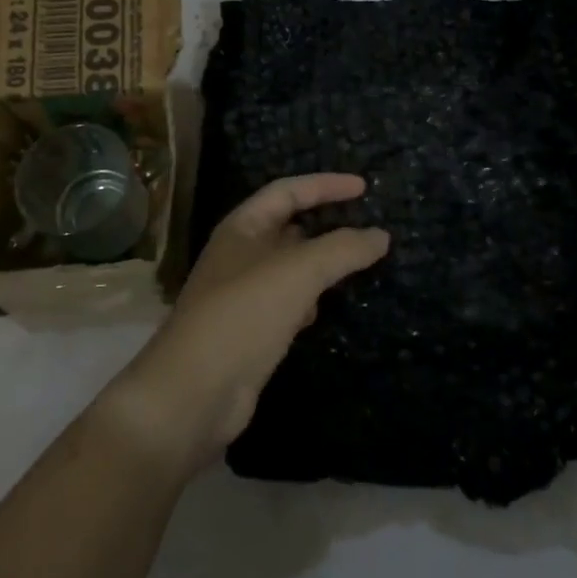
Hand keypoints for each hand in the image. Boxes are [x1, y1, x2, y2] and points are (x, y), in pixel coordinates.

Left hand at [95, 174, 389, 479]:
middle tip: (367, 227)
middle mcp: (239, 255)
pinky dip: (309, 300)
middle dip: (326, 223)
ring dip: (320, 264)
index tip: (365, 188)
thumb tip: (380, 235)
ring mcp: (243, 294)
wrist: (195, 392)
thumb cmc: (243, 315)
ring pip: (290, 267)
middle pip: (288, 227)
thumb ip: (342, 249)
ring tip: (357, 264)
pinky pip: (287, 303)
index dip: (325, 185)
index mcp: (242, 227)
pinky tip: (324, 310)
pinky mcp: (250, 331)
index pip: (287, 191)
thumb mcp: (297, 272)